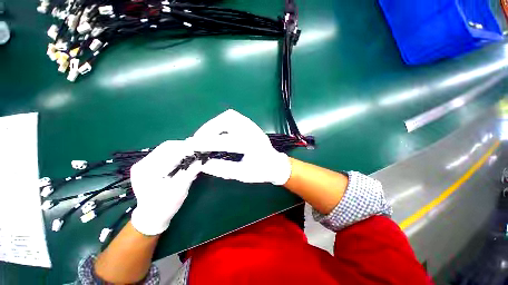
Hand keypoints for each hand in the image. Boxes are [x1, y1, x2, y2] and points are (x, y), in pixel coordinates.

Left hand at [130, 140, 200, 235]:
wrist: (152, 216)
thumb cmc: (166, 205)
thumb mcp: (180, 190)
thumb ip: (190, 173)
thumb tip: (202, 160)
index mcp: (148, 170)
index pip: (169, 150)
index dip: (186, 148)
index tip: (200, 148)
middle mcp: (142, 164)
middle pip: (167, 146)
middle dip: (184, 146)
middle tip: (197, 150)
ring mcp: (143, 164)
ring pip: (165, 149)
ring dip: (181, 149)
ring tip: (192, 154)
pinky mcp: (146, 166)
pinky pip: (163, 154)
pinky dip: (176, 154)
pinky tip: (183, 159)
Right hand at [188, 110, 290, 184]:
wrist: (274, 163)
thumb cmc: (261, 171)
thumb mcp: (242, 174)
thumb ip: (222, 169)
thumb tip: (203, 164)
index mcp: (253, 145)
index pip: (227, 141)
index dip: (208, 143)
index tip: (193, 146)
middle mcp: (252, 131)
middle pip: (227, 120)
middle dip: (209, 129)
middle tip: (198, 140)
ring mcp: (251, 125)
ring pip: (229, 116)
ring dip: (213, 124)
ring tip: (205, 136)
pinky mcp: (249, 124)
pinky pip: (232, 117)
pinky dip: (220, 122)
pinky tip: (216, 131)